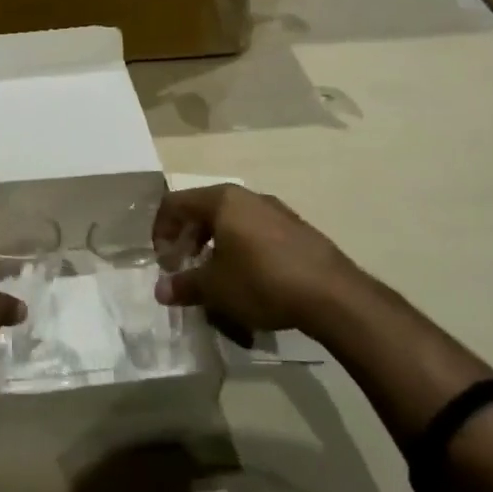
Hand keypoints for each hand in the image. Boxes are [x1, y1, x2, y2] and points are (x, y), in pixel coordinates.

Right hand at [152, 185, 366, 338]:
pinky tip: (247, 277)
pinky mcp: (297, 229)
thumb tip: (161, 290)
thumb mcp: (215, 288)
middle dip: (187, 237)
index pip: (176, 203)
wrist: (331, 294)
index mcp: (222, 200)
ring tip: (213, 273)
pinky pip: (256, 231)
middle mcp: (248, 197)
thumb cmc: (261, 281)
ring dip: (214, 243)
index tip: (161, 259)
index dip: (161, 229)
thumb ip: (184, 285)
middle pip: (204, 209)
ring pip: (232, 220)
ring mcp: (276, 211)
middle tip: (182, 265)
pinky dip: (240, 247)